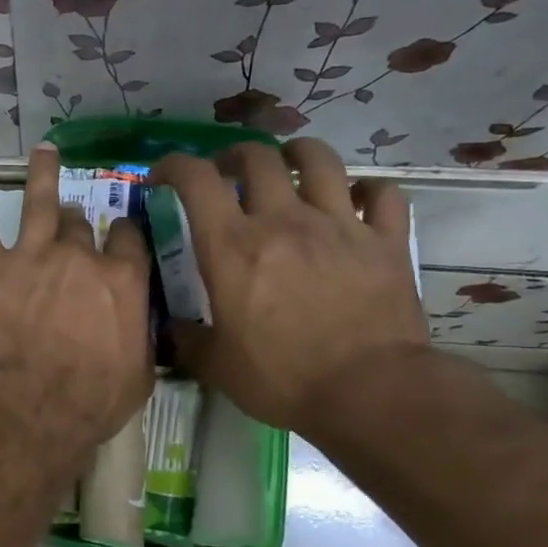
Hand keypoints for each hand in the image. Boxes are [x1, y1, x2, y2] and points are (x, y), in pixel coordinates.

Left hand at [0, 143, 153, 461]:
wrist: (33, 404)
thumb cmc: (94, 398)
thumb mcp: (139, 371)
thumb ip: (138, 334)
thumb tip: (137, 324)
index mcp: (122, 278)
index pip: (127, 237)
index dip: (122, 234)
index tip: (118, 235)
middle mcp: (79, 255)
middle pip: (80, 222)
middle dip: (76, 222)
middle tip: (71, 223)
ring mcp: (31, 255)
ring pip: (39, 203)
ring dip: (42, 176)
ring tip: (43, 153)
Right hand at [150, 139, 427, 434]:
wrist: (370, 392)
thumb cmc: (282, 378)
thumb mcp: (216, 366)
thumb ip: (188, 340)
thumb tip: (173, 329)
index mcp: (232, 246)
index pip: (195, 180)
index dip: (173, 166)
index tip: (163, 177)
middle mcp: (282, 220)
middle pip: (257, 157)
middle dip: (234, 156)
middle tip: (227, 174)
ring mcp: (339, 225)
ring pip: (319, 159)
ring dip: (297, 153)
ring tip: (289, 164)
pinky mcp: (385, 241)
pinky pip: (382, 194)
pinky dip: (367, 190)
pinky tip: (357, 200)